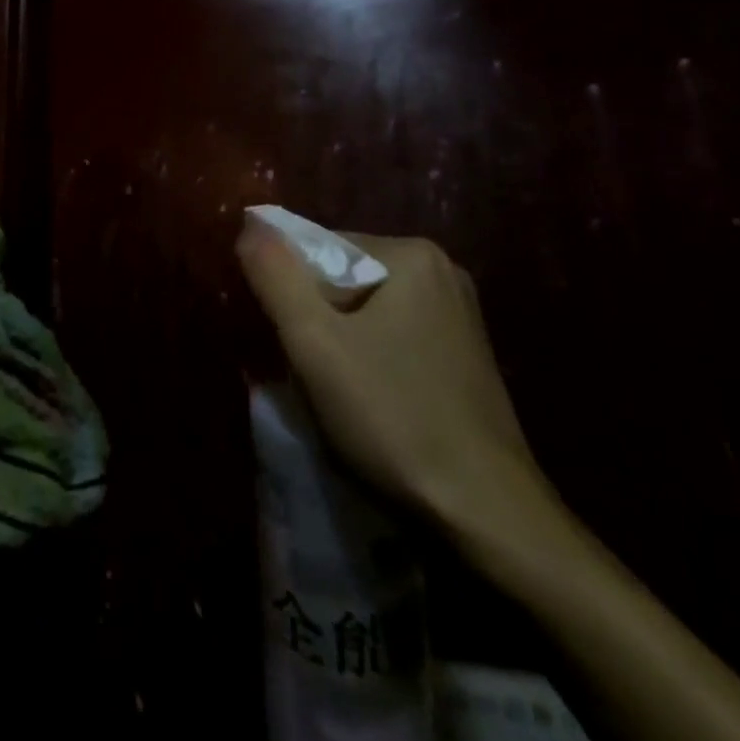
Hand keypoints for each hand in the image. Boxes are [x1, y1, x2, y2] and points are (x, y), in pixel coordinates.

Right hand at [235, 224, 545, 533]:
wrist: (489, 516)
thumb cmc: (394, 417)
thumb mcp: (314, 342)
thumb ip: (275, 275)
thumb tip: (251, 224)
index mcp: (412, 254)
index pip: (321, 248)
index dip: (292, 292)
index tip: (293, 342)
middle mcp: (443, 271)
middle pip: (345, 279)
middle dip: (318, 318)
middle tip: (312, 370)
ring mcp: (460, 315)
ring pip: (368, 311)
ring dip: (341, 342)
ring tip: (340, 392)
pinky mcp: (467, 355)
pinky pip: (396, 336)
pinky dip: (373, 359)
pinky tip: (373, 402)